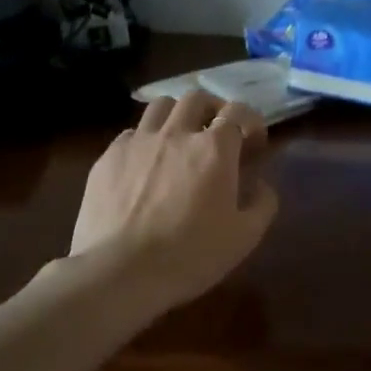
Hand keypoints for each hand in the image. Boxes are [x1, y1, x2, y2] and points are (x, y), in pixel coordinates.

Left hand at [71, 91, 278, 311]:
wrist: (119, 271)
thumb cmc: (190, 255)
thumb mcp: (244, 237)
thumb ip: (263, 203)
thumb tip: (261, 185)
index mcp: (215, 149)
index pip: (238, 112)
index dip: (251, 122)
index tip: (254, 143)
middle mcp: (176, 133)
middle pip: (197, 99)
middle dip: (213, 110)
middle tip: (217, 134)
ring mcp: (138, 142)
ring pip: (161, 105)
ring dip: (177, 115)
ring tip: (179, 138)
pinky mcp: (108, 157)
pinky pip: (131, 133)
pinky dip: (145, 140)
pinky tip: (145, 164)